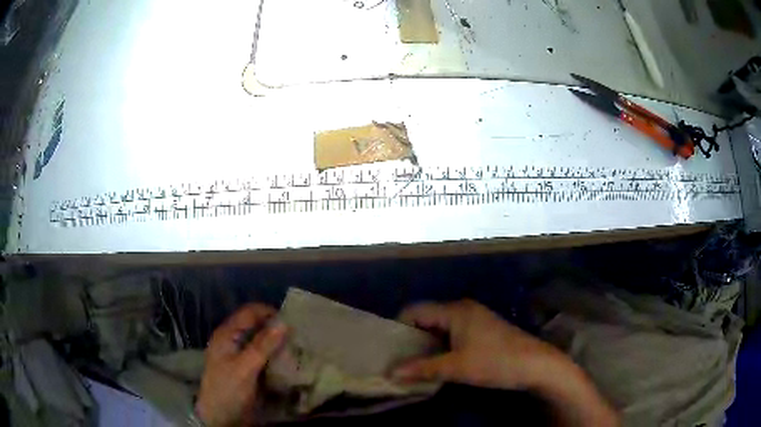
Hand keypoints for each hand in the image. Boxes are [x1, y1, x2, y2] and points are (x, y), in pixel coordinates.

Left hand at [195, 304, 286, 426]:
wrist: (221, 418)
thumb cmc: (229, 390)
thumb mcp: (245, 368)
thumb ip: (262, 345)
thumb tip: (284, 323)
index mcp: (226, 334)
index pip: (249, 312)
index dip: (269, 312)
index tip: (293, 320)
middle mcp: (232, 340)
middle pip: (255, 325)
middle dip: (275, 327)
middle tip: (298, 334)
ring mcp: (238, 355)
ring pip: (260, 340)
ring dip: (276, 342)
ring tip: (297, 346)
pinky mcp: (246, 368)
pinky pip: (262, 355)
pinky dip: (274, 354)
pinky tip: (288, 360)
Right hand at [393, 299, 562, 389]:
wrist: (535, 364)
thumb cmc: (495, 362)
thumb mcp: (456, 368)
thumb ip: (422, 369)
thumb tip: (391, 373)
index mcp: (455, 310)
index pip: (415, 310)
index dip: (399, 327)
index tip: (388, 349)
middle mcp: (463, 309)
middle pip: (427, 318)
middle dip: (411, 338)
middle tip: (398, 359)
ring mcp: (474, 319)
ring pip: (440, 327)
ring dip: (426, 344)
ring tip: (413, 364)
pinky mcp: (482, 330)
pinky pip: (452, 333)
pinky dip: (441, 346)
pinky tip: (437, 362)